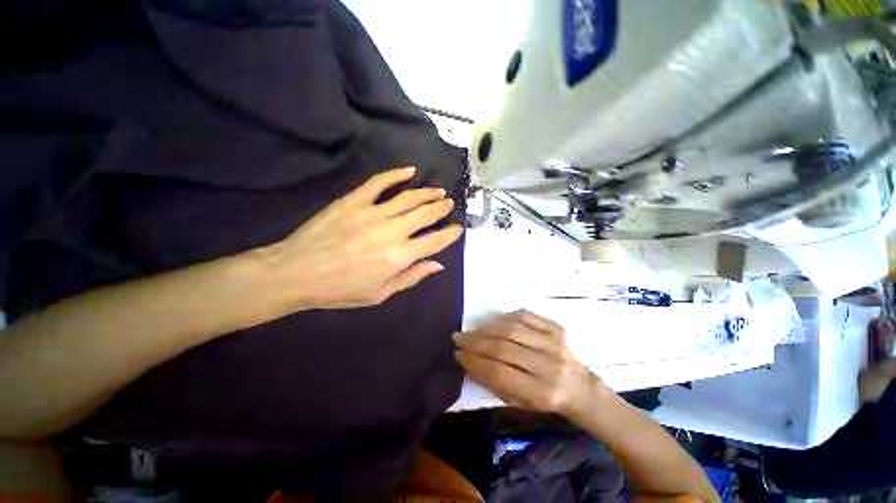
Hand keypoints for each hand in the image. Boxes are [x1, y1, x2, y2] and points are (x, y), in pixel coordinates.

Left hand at [266, 166, 463, 308]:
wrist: (299, 270)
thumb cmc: (338, 290)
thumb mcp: (378, 294)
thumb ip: (409, 277)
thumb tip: (437, 264)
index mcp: (399, 257)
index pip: (434, 241)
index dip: (449, 234)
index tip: (458, 228)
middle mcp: (392, 230)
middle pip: (425, 214)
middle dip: (441, 208)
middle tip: (449, 203)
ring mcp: (373, 211)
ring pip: (408, 196)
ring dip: (426, 192)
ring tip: (437, 190)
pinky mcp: (354, 199)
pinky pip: (380, 182)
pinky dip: (397, 174)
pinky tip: (409, 171)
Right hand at [453, 310, 600, 416]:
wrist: (578, 388)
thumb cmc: (544, 400)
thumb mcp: (519, 402)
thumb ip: (495, 384)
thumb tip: (470, 363)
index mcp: (538, 391)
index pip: (499, 373)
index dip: (475, 362)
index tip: (457, 355)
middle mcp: (548, 366)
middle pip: (504, 349)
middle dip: (476, 343)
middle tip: (458, 339)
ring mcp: (555, 345)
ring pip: (513, 330)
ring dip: (487, 329)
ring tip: (471, 331)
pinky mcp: (558, 329)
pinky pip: (527, 317)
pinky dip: (506, 318)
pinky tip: (493, 323)